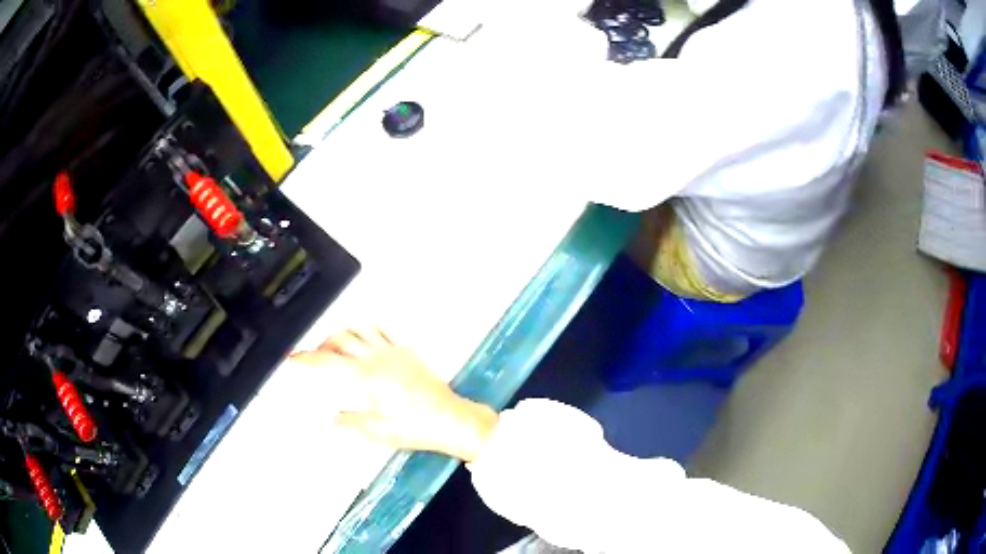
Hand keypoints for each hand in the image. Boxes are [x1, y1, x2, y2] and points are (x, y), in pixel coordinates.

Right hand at [290, 329, 498, 461]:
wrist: (450, 419)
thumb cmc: (414, 427)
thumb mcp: (377, 431)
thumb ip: (351, 422)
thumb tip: (334, 419)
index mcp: (366, 377)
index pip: (328, 362)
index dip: (307, 358)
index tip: (293, 358)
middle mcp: (377, 358)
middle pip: (341, 339)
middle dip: (322, 344)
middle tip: (315, 357)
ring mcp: (394, 351)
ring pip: (360, 330)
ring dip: (343, 333)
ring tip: (336, 347)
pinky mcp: (408, 352)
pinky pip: (384, 330)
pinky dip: (368, 329)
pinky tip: (365, 339)